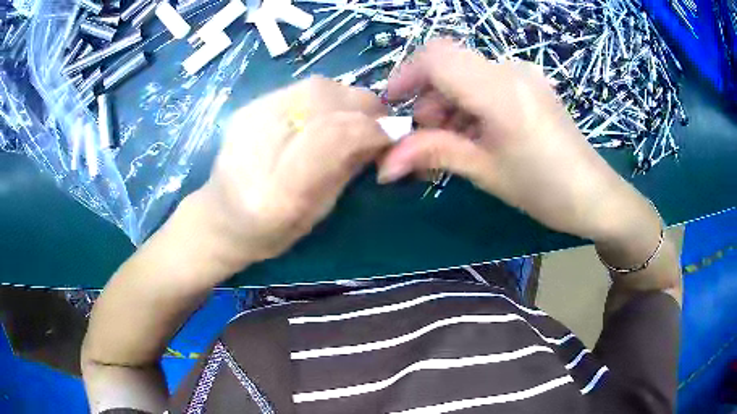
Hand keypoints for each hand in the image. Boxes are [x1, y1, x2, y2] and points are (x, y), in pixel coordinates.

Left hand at [191, 76, 388, 271]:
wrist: (219, 217)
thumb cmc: (270, 231)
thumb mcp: (318, 212)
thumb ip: (349, 169)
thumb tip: (383, 134)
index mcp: (278, 191)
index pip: (335, 136)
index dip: (372, 130)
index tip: (392, 137)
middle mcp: (259, 144)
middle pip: (326, 100)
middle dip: (365, 108)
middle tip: (378, 125)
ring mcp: (249, 117)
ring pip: (317, 86)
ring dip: (347, 100)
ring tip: (354, 120)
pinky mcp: (248, 106)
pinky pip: (302, 87)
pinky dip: (327, 97)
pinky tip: (326, 115)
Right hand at [379, 39, 653, 242]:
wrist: (595, 196)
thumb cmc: (544, 189)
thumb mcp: (486, 172)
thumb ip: (434, 154)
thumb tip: (384, 164)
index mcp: (500, 90)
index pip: (436, 58)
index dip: (405, 75)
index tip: (392, 107)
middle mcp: (511, 70)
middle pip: (449, 64)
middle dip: (427, 97)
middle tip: (425, 140)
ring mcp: (524, 74)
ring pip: (467, 73)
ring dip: (448, 103)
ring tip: (451, 144)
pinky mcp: (531, 84)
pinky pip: (487, 82)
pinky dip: (470, 103)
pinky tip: (476, 134)